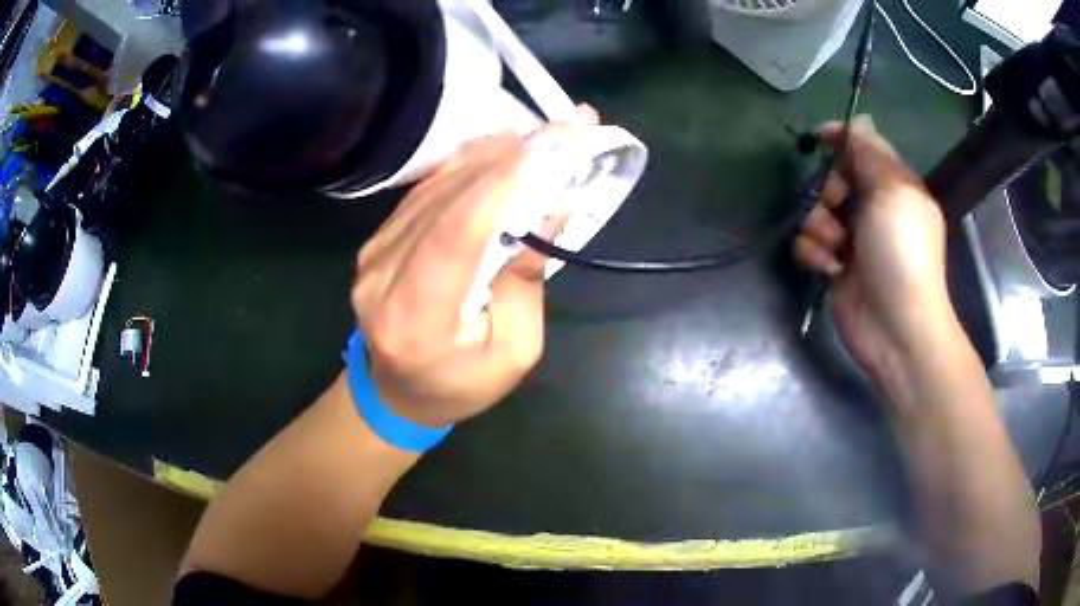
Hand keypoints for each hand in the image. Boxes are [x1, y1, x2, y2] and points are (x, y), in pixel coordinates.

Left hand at [352, 107, 599, 426]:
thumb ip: (525, 281)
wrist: (396, 394)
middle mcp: (383, 277)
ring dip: (492, 155)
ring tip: (542, 134)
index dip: (505, 181)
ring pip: (437, 188)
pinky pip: (424, 193)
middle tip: (565, 127)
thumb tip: (548, 208)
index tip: (554, 142)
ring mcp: (374, 254)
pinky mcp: (378, 242)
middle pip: (449, 200)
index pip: (459, 232)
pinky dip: (465, 166)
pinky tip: (499, 147)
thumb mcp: (513, 353)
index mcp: (417, 318)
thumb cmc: (460, 385)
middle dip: (512, 157)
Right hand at [794, 116, 951, 378]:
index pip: (865, 148)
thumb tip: (859, 121)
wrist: (895, 328)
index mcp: (895, 186)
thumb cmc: (901, 254)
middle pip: (835, 178)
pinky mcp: (835, 266)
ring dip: (819, 226)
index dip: (842, 139)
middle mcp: (874, 208)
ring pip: (817, 212)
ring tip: (837, 249)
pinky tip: (829, 269)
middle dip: (829, 190)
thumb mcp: (893, 192)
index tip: (819, 138)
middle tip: (840, 208)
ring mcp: (854, 239)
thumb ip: (870, 153)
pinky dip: (814, 253)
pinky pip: (809, 244)